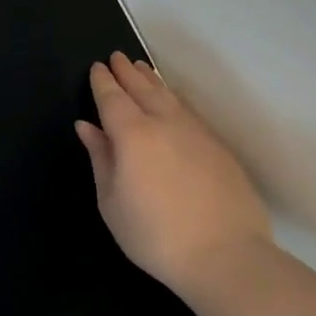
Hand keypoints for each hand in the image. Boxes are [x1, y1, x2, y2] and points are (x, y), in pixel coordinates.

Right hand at [75, 53, 273, 295]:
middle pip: (143, 88)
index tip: (97, 67)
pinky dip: (175, 100)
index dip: (103, 81)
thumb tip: (87, 127)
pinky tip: (174, 102)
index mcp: (132, 134)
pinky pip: (191, 113)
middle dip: (127, 72)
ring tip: (142, 69)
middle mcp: (164, 124)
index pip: (112, 97)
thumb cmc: (156, 235)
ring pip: (170, 96)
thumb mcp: (111, 202)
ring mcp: (197, 134)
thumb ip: (100, 158)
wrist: (228, 259)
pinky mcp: (221, 150)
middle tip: (117, 57)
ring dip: (152, 80)